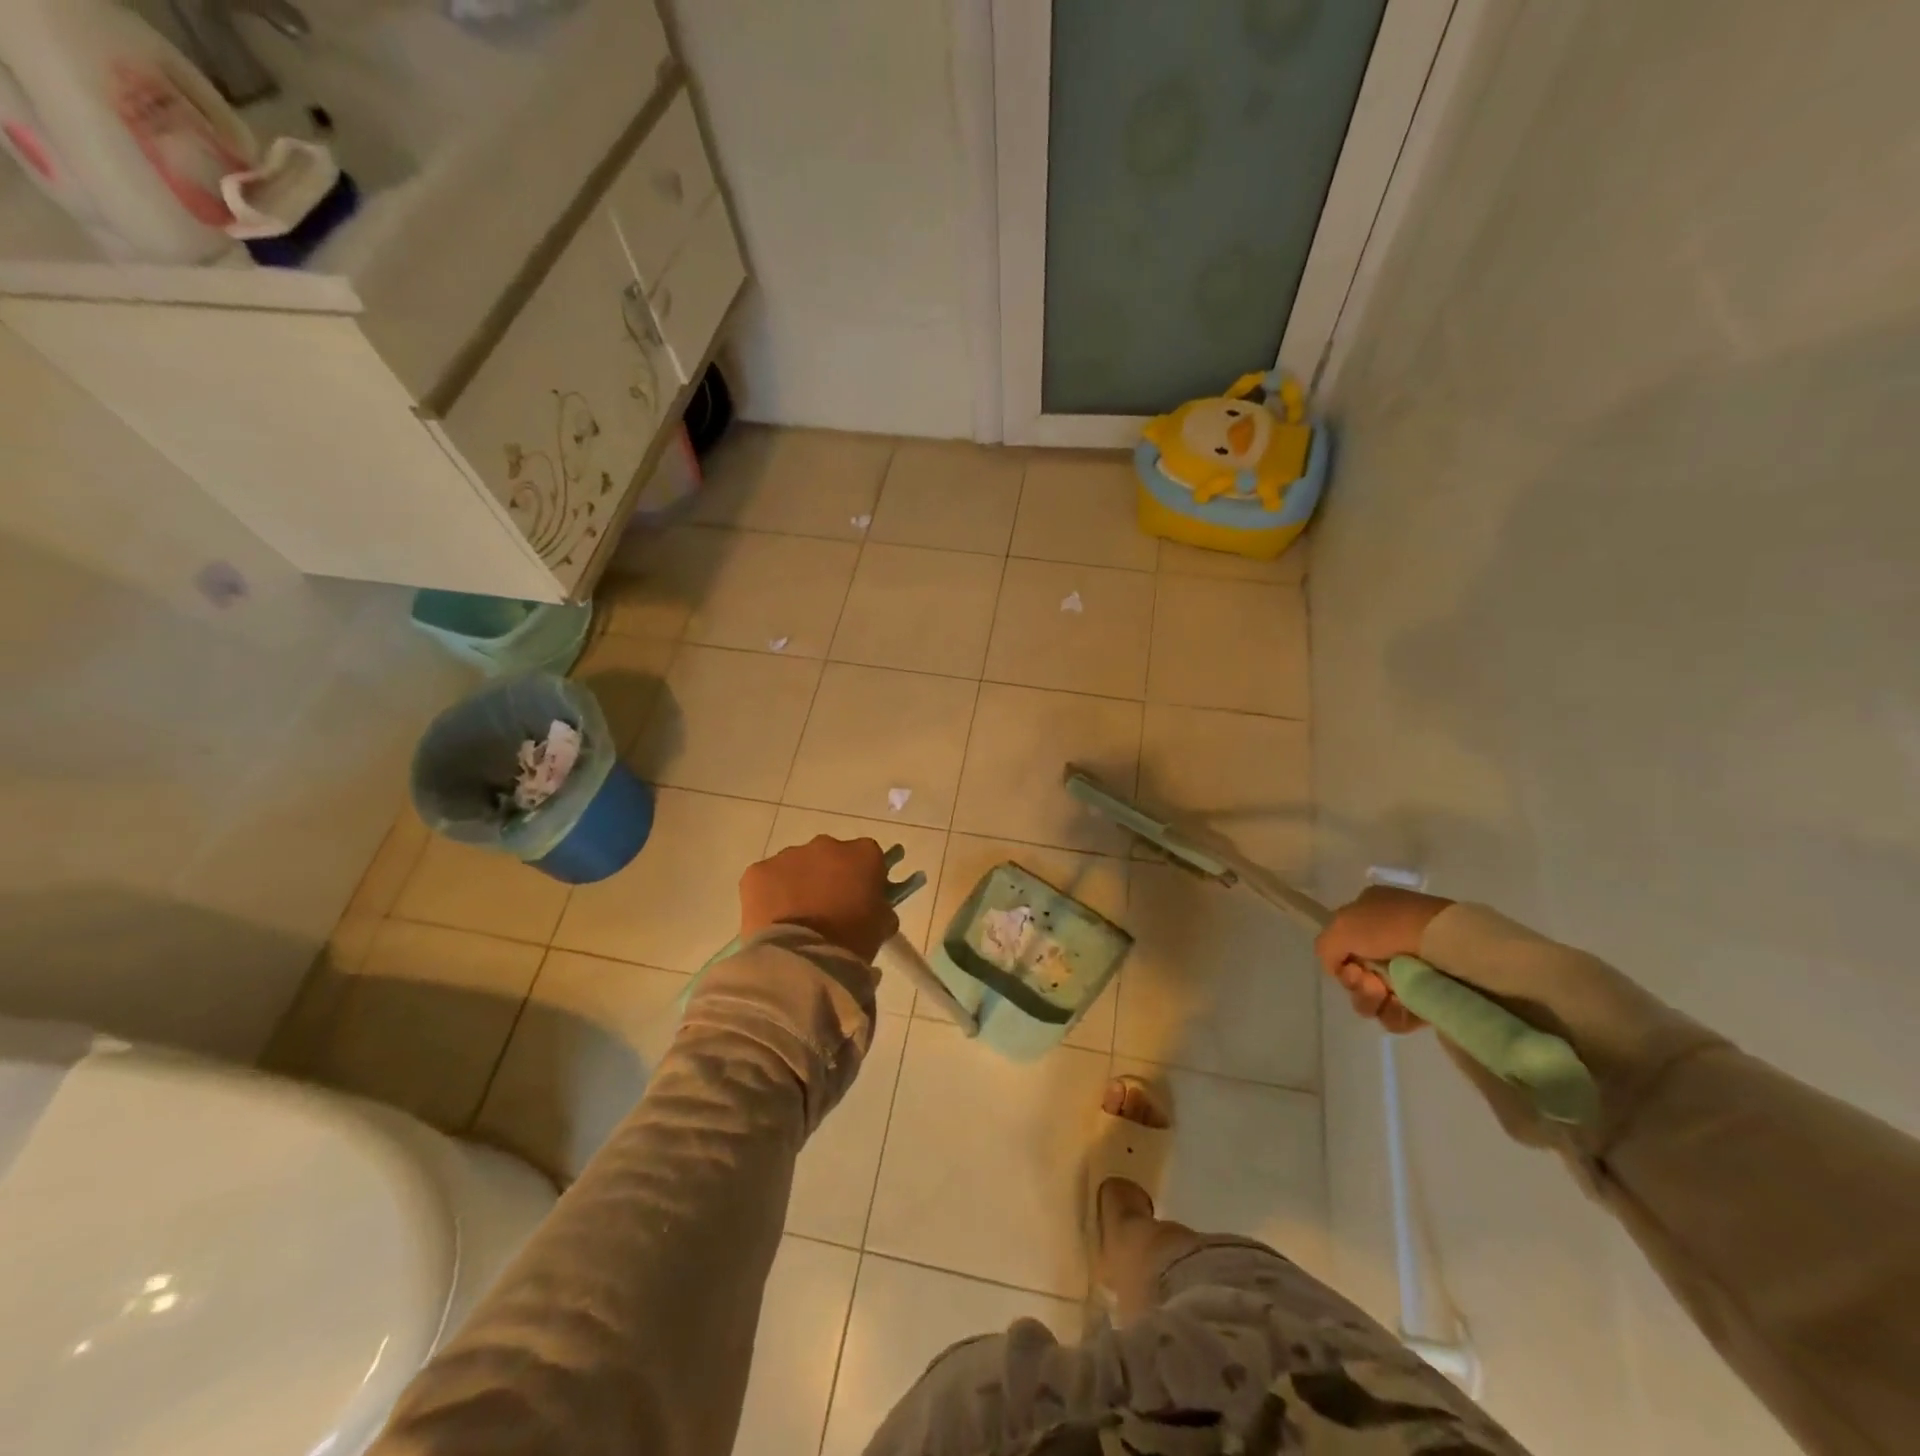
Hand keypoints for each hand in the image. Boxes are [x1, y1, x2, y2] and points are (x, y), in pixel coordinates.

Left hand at [739, 835, 899, 962]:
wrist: (803, 959)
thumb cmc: (852, 941)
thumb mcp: (882, 925)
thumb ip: (880, 907)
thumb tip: (873, 907)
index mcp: (863, 854)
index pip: (868, 857)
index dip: (864, 877)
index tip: (861, 898)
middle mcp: (826, 845)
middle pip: (829, 856)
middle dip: (828, 877)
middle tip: (827, 910)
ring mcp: (788, 856)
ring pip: (795, 866)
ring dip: (797, 884)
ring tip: (796, 919)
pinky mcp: (757, 872)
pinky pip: (766, 880)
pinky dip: (769, 895)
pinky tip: (772, 921)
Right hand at [1314, 886, 1453, 1033]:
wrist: (1450, 946)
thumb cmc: (1393, 926)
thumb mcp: (1342, 924)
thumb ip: (1326, 946)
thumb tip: (1335, 968)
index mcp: (1372, 913)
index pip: (1344, 943)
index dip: (1340, 957)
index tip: (1347, 964)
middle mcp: (1390, 940)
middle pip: (1356, 973)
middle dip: (1354, 981)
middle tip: (1366, 980)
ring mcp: (1412, 970)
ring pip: (1373, 996)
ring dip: (1369, 999)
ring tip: (1384, 993)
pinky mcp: (1430, 997)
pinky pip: (1398, 1014)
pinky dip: (1393, 1014)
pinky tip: (1399, 1006)